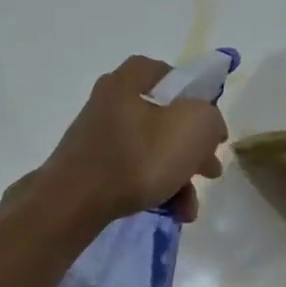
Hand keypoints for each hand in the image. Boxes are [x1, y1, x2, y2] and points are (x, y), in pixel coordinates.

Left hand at [35, 56, 227, 226]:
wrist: (74, 203)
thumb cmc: (138, 156)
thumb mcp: (194, 127)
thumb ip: (211, 118)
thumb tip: (208, 127)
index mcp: (129, 80)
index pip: (169, 74)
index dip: (195, 95)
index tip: (210, 123)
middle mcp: (111, 102)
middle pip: (165, 118)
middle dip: (193, 148)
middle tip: (210, 169)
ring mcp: (99, 136)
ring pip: (153, 150)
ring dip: (180, 176)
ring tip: (191, 206)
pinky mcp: (92, 168)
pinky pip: (135, 172)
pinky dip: (157, 188)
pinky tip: (173, 212)